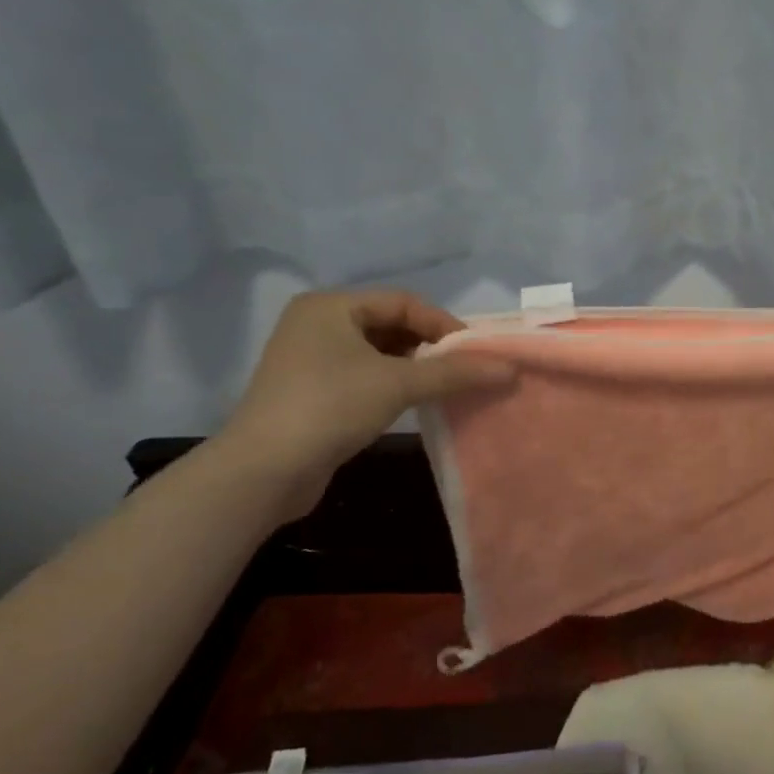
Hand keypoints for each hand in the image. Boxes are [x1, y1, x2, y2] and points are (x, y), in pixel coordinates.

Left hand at [217, 290, 513, 513]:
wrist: (263, 471)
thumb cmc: (330, 407)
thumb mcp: (398, 384)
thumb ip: (455, 372)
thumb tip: (509, 369)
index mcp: (331, 306)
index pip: (404, 302)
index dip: (443, 324)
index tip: (475, 353)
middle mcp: (318, 323)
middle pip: (392, 325)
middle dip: (431, 347)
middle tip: (465, 370)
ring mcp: (311, 358)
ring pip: (380, 352)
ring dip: (415, 368)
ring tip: (446, 387)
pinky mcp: (312, 391)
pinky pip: (365, 375)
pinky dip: (394, 384)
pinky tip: (415, 403)